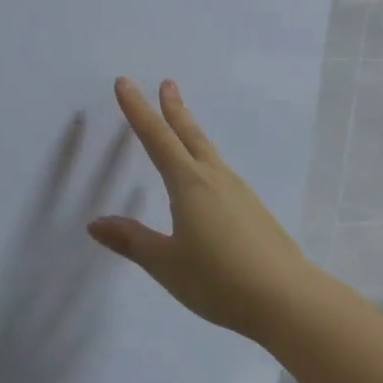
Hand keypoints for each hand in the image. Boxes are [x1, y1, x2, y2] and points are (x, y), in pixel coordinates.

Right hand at [86, 78, 317, 341]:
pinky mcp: (254, 211)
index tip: (125, 83)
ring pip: (209, 154)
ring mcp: (240, 194)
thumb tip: (96, 223)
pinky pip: (222, 175)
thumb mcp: (166, 263)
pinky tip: (209, 181)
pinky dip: (207, 162)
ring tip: (183, 126)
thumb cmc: (218, 280)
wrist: (286, 298)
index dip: (138, 110)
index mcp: (189, 185)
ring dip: (192, 133)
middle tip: (167, 83)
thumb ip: (132, 241)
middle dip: (174, 109)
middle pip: (190, 135)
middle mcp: (215, 180)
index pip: (157, 138)